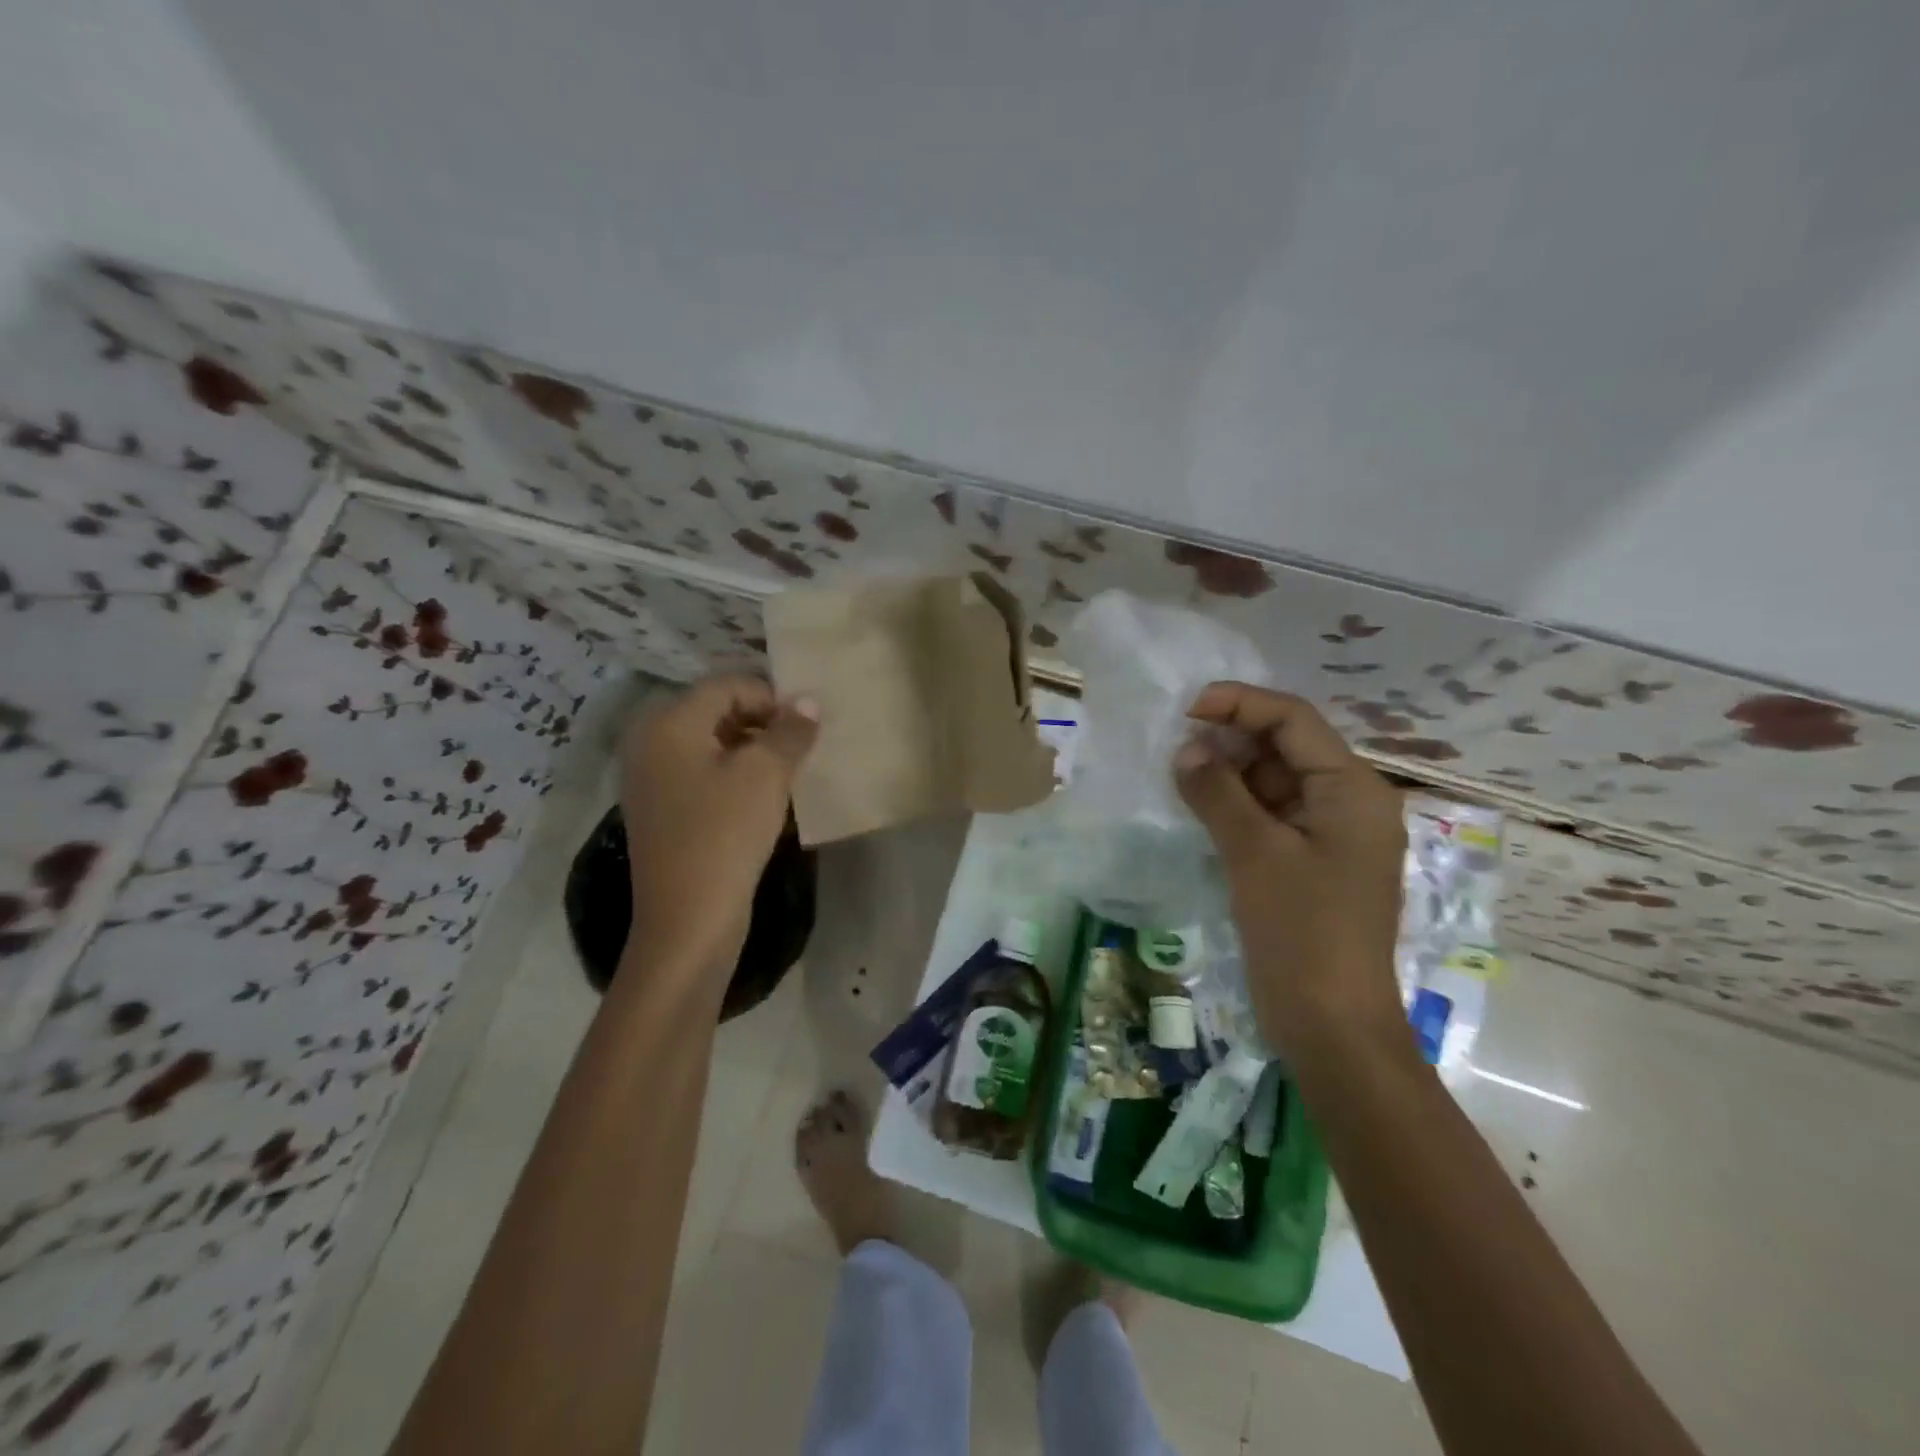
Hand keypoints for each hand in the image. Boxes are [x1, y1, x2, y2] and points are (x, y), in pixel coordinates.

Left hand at [618, 675, 818, 984]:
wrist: (688, 919)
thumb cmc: (725, 835)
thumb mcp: (766, 775)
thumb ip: (790, 731)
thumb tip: (809, 702)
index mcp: (668, 723)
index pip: (727, 685)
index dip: (772, 697)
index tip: (807, 726)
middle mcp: (650, 742)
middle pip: (716, 711)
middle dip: (763, 722)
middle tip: (801, 747)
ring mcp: (652, 779)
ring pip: (712, 744)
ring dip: (753, 749)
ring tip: (788, 772)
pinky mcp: (662, 809)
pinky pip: (703, 773)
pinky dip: (735, 774)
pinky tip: (763, 797)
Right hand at [1173, 683, 1407, 1058]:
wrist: (1331, 1025)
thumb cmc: (1302, 931)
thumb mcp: (1255, 853)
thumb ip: (1218, 792)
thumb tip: (1186, 749)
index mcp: (1352, 790)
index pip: (1295, 720)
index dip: (1241, 704)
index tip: (1187, 708)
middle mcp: (1347, 803)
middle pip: (1286, 747)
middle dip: (1231, 739)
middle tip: (1175, 744)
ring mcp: (1328, 836)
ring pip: (1273, 783)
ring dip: (1228, 774)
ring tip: (1177, 773)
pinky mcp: (1307, 864)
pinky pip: (1269, 816)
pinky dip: (1234, 807)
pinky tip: (1196, 807)